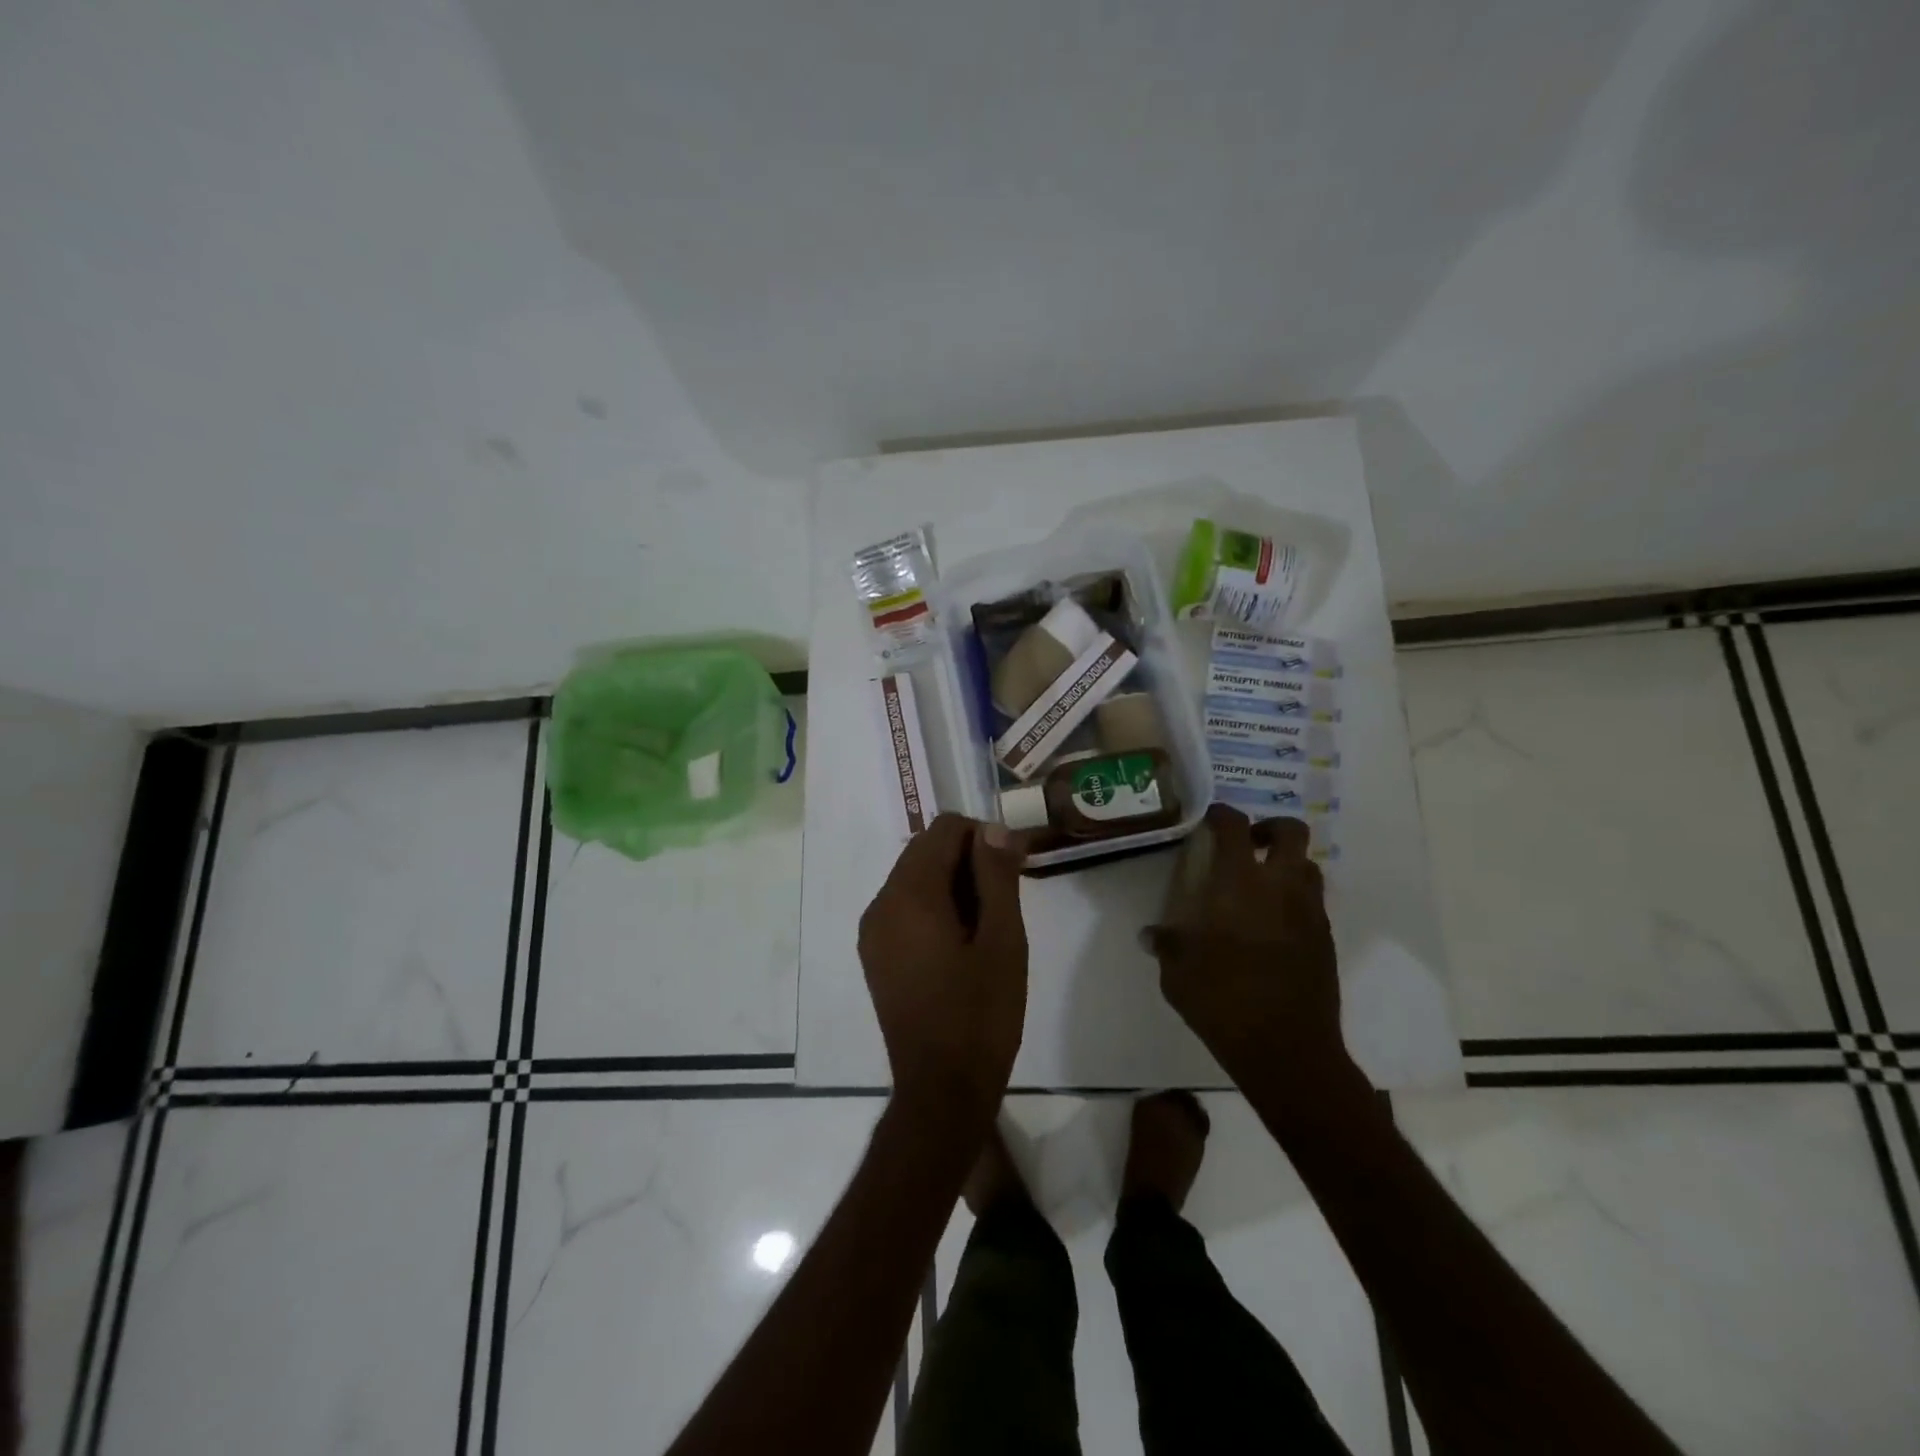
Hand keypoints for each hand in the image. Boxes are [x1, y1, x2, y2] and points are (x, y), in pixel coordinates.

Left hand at [859, 815, 1028, 1128]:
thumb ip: (997, 876)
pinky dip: (933, 906)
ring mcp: (873, 931)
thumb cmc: (981, 1014)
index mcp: (910, 894)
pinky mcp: (875, 954)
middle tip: (1005, 897)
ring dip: (952, 882)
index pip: (944, 830)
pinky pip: (904, 907)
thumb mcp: (1003, 940)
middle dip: (967, 859)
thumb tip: (994, 829)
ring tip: (987, 923)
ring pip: (914, 877)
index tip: (1012, 867)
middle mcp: (881, 903)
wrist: (941, 1089)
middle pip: (925, 850)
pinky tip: (961, 942)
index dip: (983, 838)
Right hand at [1145, 804, 1346, 1092]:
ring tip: (1261, 885)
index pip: (1234, 826)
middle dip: (1269, 828)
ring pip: (1308, 866)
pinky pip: (1312, 903)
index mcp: (1239, 883)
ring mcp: (1310, 913)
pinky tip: (1271, 926)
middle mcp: (1280, 887)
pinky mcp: (1325, 940)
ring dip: (1286, 864)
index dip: (1222, 814)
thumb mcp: (1177, 972)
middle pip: (1291, 831)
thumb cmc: (1222, 1000)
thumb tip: (1150, 935)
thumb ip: (1166, 944)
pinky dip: (1294, 901)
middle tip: (1247, 845)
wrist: (1286, 1049)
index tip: (1209, 818)